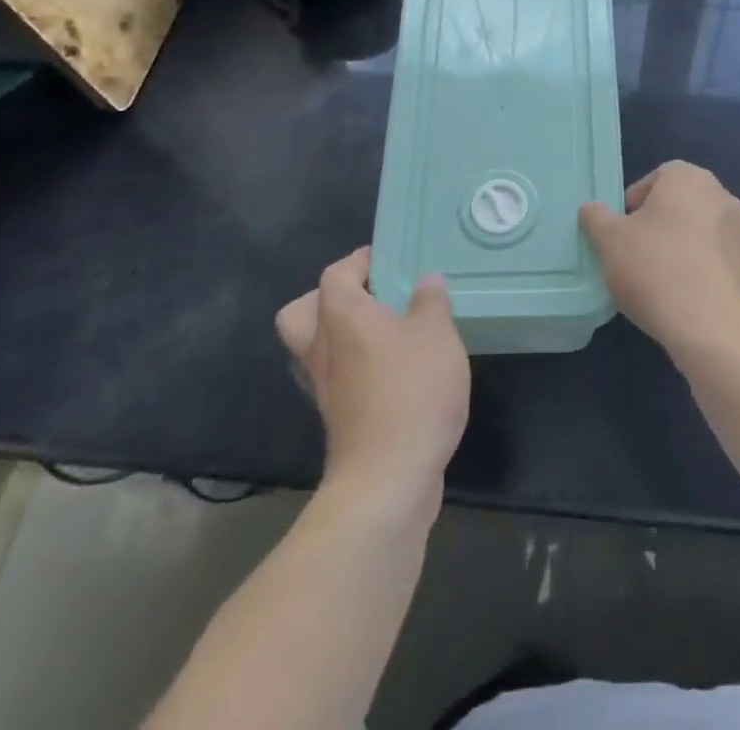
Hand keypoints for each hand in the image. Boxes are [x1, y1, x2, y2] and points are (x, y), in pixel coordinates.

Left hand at [275, 248, 469, 511]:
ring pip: (316, 349)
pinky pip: (335, 379)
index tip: (389, 259)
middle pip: (302, 313)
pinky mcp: (336, 419)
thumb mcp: (437, 334)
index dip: (360, 261)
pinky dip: (354, 369)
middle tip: (371, 298)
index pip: (336, 273)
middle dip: (328, 300)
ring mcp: (324, 387)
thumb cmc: (411, 391)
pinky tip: (393, 372)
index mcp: (341, 315)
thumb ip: (431, 300)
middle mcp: (322, 347)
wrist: (388, 480)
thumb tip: (427, 280)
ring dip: (341, 337)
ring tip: (387, 333)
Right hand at [578, 161, 739, 362]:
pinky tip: (686, 300)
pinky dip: (705, 273)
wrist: (715, 328)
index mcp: (690, 179)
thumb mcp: (610, 241)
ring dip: (685, 248)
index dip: (638, 198)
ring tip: (661, 281)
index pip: (661, 175)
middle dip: (662, 223)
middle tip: (638, 252)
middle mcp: (724, 197)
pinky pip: (721, 263)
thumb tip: (591, 210)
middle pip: (685, 203)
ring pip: (705, 233)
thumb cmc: (656, 269)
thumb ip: (597, 218)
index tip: (623, 227)